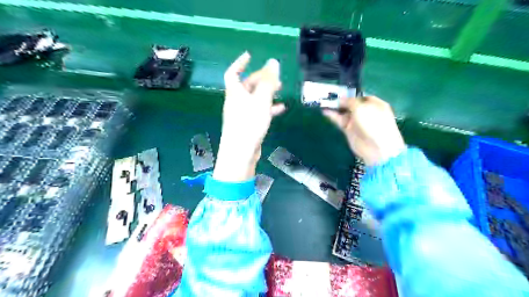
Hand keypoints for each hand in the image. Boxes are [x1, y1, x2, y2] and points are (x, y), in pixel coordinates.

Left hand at [212, 52, 285, 181]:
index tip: (250, 56)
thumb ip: (268, 82)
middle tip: (275, 76)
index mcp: (235, 93)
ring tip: (281, 89)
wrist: (241, 153)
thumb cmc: (249, 123)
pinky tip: (281, 108)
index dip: (240, 63)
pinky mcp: (248, 125)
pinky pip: (259, 112)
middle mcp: (236, 102)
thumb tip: (273, 62)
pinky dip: (269, 108)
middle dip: (261, 78)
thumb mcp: (261, 100)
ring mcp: (242, 114)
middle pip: (247, 85)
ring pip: (255, 99)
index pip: (233, 73)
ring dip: (267, 93)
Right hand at [322, 96, 405, 165]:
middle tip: (328, 97)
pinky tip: (325, 111)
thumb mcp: (362, 108)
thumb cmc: (373, 123)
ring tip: (323, 103)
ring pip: (344, 113)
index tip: (339, 93)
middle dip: (341, 101)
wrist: (377, 148)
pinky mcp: (349, 130)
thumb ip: (350, 101)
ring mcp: (357, 122)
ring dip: (335, 108)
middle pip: (351, 105)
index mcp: (374, 104)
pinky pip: (340, 121)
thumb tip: (341, 99)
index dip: (350, 94)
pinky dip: (333, 116)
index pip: (361, 96)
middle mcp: (365, 112)